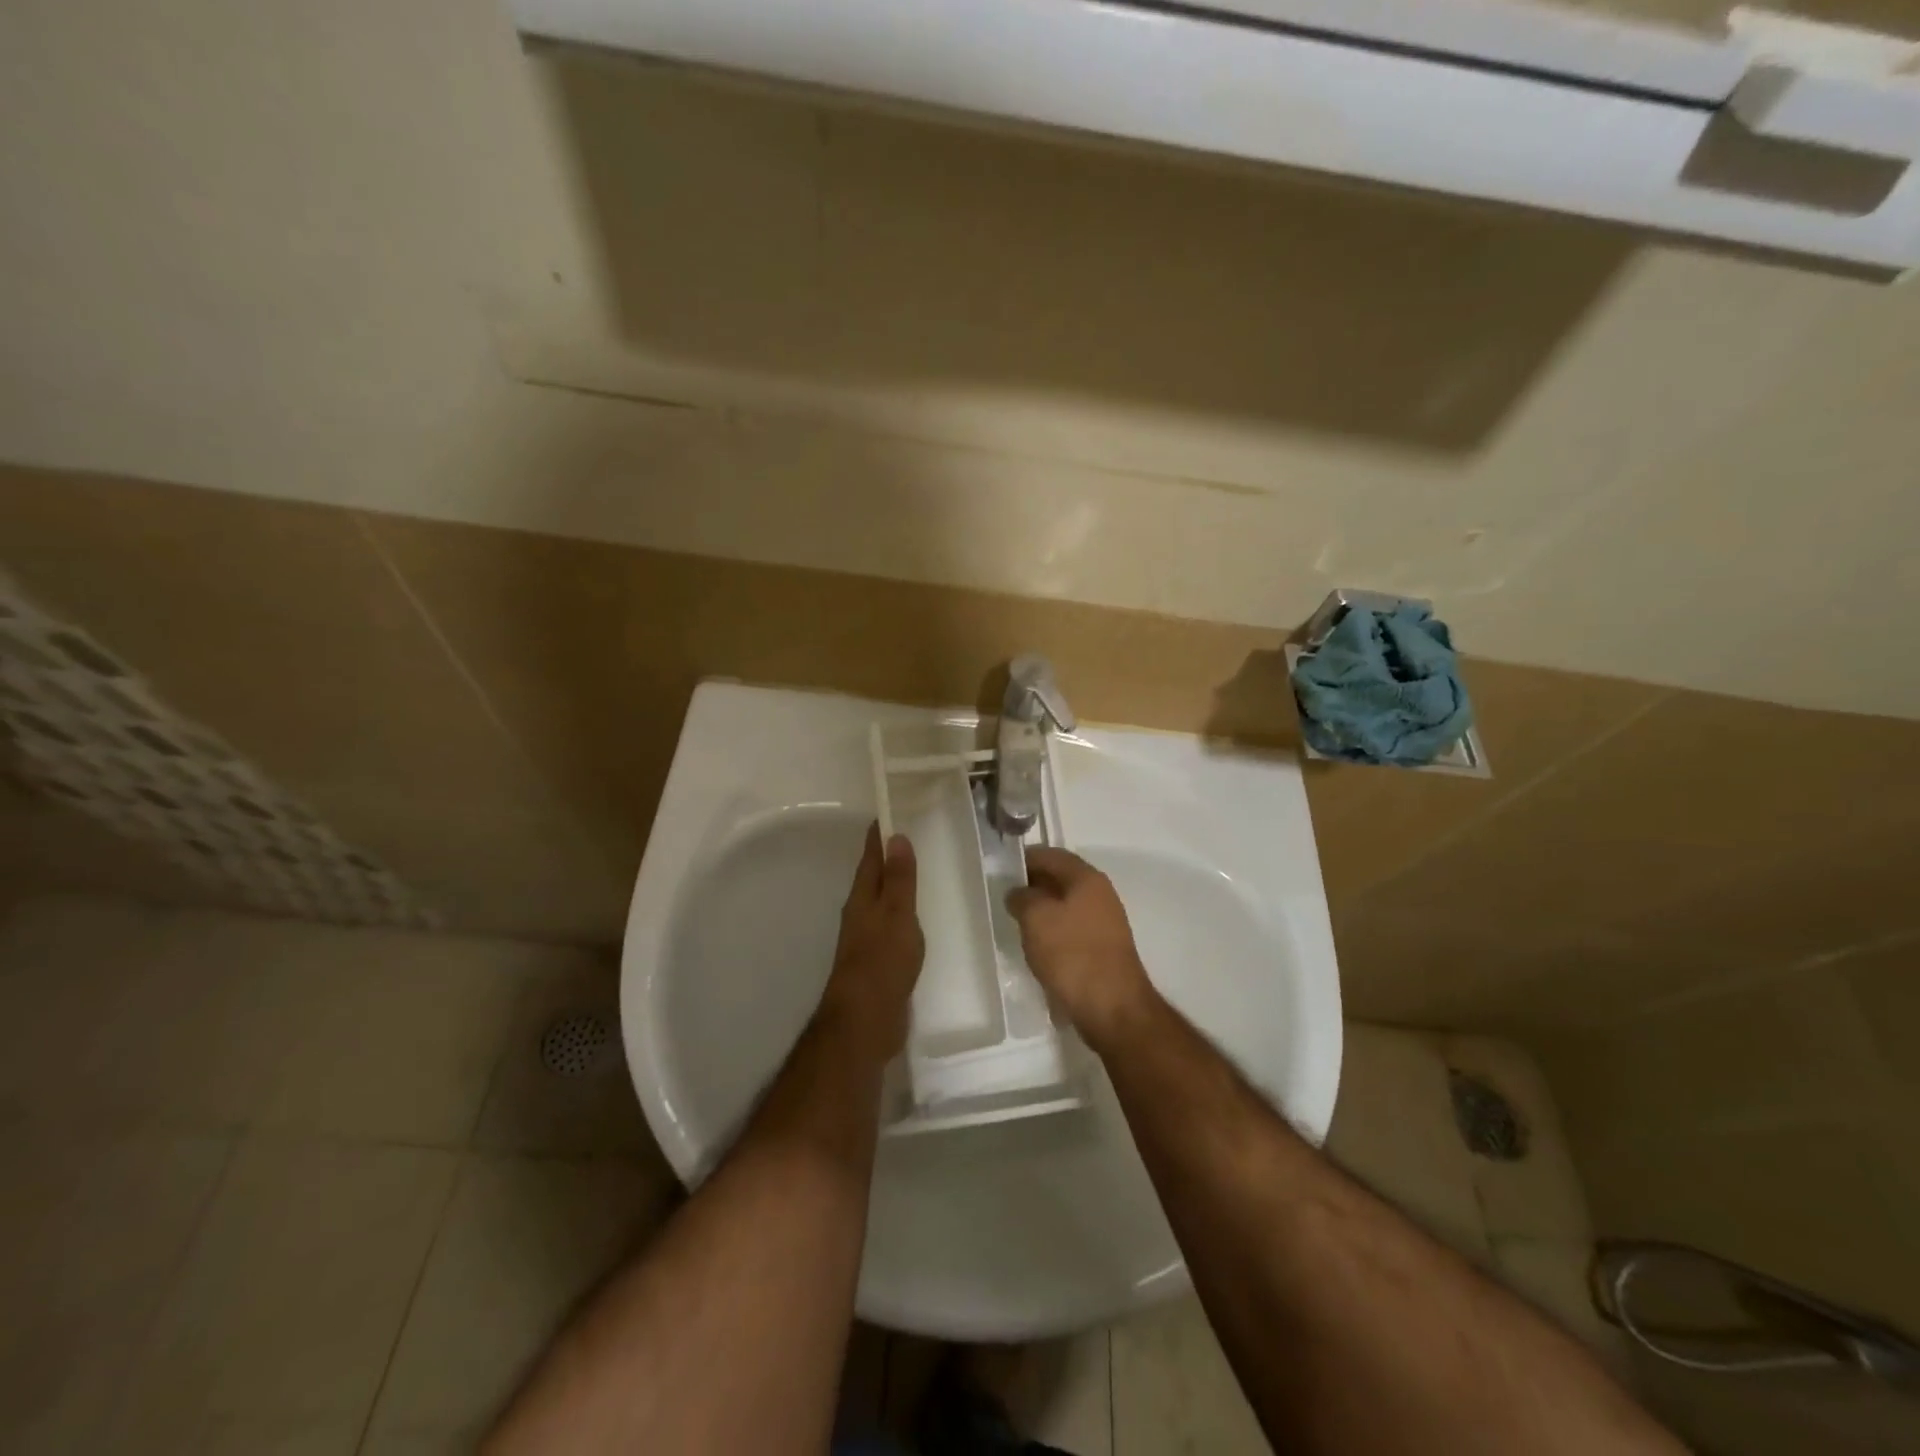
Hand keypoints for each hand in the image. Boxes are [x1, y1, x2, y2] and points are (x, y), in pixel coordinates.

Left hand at [819, 822, 924, 1061]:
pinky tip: (918, 918)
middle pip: (874, 877)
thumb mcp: (896, 915)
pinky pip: (892, 926)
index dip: (880, 834)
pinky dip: (903, 913)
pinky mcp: (878, 960)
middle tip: (913, 836)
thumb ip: (898, 879)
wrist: (866, 1021)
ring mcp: (867, 938)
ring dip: (896, 885)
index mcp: (862, 898)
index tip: (893, 810)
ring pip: (882, 902)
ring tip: (920, 872)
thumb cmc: (882, 962)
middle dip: (889, 857)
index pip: (871, 856)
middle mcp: (860, 913)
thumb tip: (896, 836)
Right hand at [1006, 848, 1157, 1052]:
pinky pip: (1072, 929)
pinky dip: (1053, 932)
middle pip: (1060, 879)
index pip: (1051, 855)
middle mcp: (1100, 894)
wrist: (1112, 1007)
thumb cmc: (1071, 954)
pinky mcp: (1103, 949)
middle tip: (1005, 896)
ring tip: (1016, 923)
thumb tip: (1019, 893)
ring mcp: (1105, 922)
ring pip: (1066, 905)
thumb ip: (1022, 897)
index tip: (1002, 869)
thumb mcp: (1036, 918)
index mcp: (1087, 878)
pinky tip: (1037, 947)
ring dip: (1042, 910)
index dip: (1025, 858)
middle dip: (1032, 885)